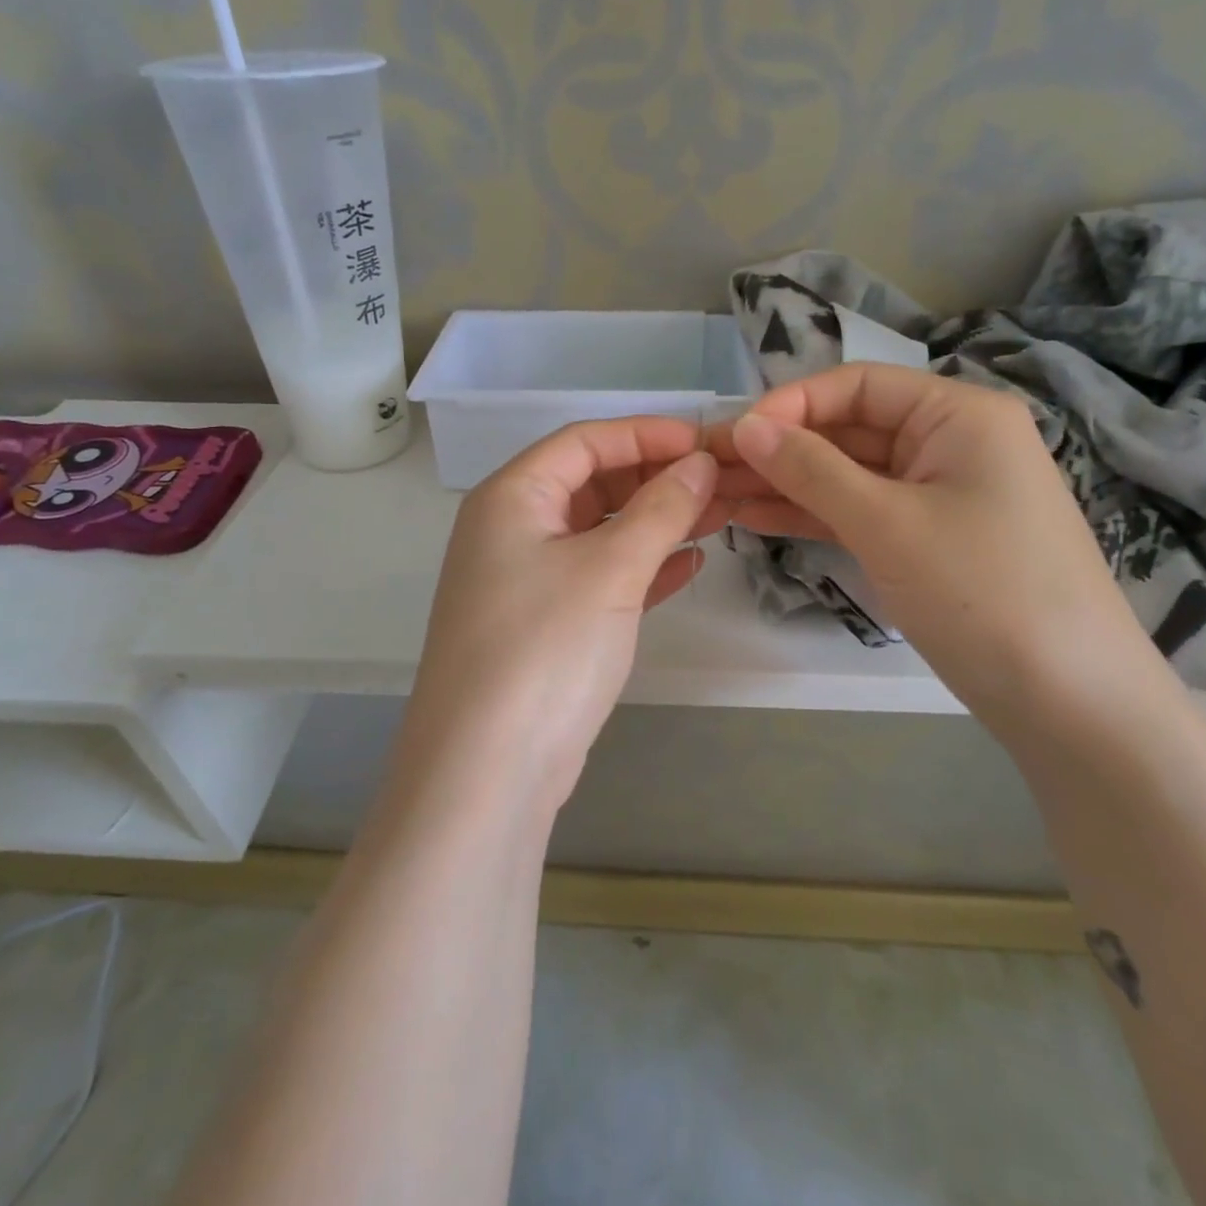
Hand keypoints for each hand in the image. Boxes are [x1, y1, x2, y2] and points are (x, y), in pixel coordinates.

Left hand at [404, 417, 724, 807]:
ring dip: (655, 523)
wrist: (487, 771)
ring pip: (599, 532)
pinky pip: (600, 577)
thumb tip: (698, 465)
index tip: (704, 443)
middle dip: (655, 479)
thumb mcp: (609, 570)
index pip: (583, 442)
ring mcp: (525, 581)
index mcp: (511, 498)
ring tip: (717, 517)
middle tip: (718, 483)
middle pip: (591, 483)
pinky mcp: (545, 625)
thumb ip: (660, 510)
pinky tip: (688, 566)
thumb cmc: (545, 648)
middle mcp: (511, 530)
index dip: (645, 434)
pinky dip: (642, 568)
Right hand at [712, 364, 1157, 722]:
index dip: (791, 405)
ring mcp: (939, 495)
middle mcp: (950, 443)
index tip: (734, 436)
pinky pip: (862, 512)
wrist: (1071, 704)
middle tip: (710, 470)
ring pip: (849, 475)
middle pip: (849, 429)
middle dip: (781, 449)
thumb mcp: (886, 523)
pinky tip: (758, 518)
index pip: (858, 385)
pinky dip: (814, 515)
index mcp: (958, 414)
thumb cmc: (982, 592)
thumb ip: (811, 470)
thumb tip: (745, 427)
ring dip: (788, 484)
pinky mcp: (928, 541)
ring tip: (719, 496)